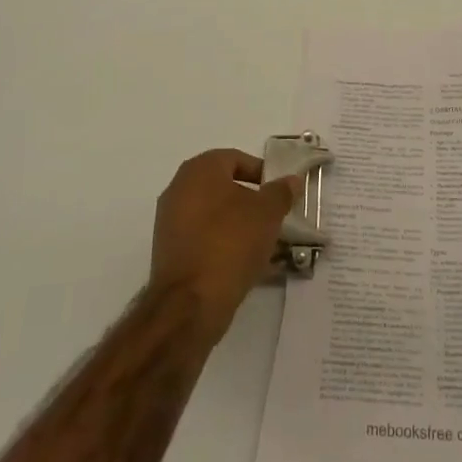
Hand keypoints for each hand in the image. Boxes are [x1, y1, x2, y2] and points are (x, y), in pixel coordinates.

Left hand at [150, 150, 299, 343]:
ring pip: (214, 215)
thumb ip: (281, 192)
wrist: (190, 303)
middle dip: (251, 201)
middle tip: (274, 217)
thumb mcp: (267, 213)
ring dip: (239, 225)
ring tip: (265, 244)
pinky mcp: (170, 252)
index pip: (236, 159)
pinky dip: (224, 245)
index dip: (261, 173)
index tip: (279, 192)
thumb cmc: (231, 242)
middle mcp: (179, 189)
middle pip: (224, 187)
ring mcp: (170, 222)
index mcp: (200, 170)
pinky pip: (204, 239)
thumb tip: (291, 180)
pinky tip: (246, 264)